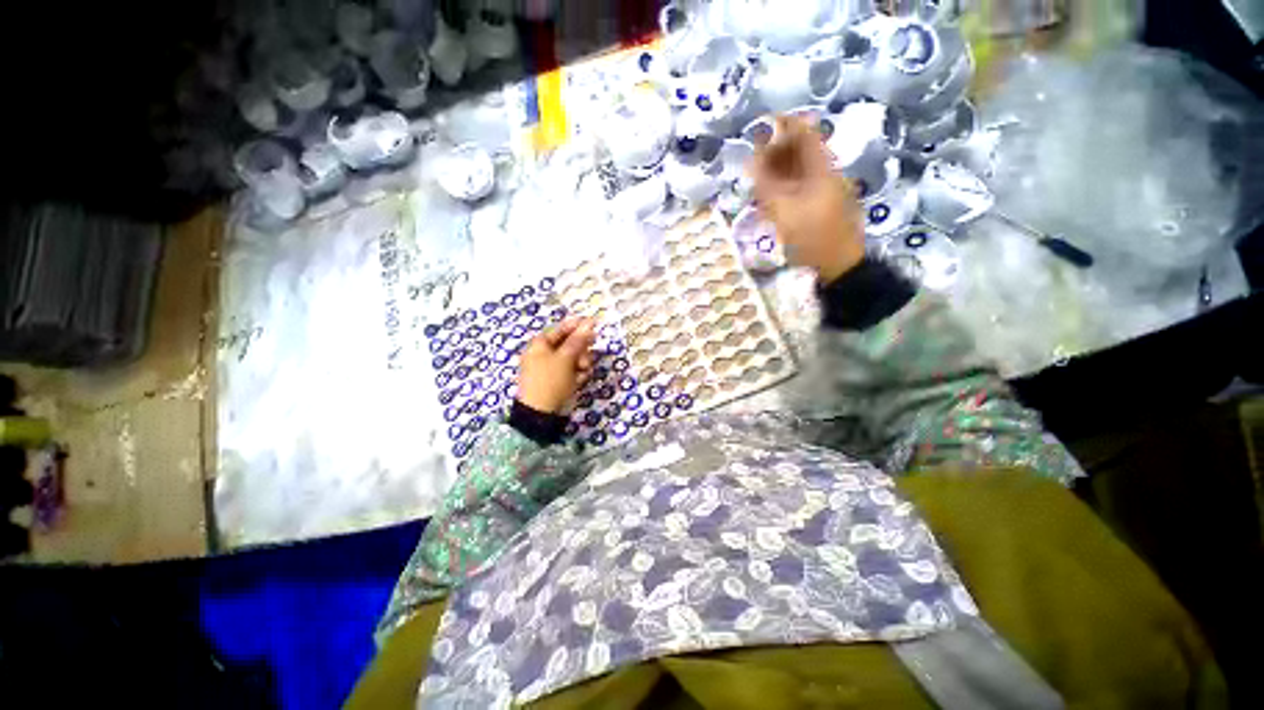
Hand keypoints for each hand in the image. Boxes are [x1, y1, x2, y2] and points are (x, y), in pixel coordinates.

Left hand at [517, 317, 596, 413]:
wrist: (540, 413)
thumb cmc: (551, 380)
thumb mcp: (565, 358)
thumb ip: (578, 340)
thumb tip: (589, 322)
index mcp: (540, 344)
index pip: (561, 329)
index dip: (577, 326)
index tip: (593, 324)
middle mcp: (544, 354)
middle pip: (569, 344)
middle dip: (581, 349)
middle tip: (591, 350)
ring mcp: (551, 369)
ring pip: (573, 359)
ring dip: (582, 363)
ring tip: (584, 371)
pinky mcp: (557, 381)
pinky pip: (572, 372)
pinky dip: (577, 375)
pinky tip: (580, 381)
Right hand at [748, 116, 865, 282]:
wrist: (839, 264)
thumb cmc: (811, 236)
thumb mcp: (783, 210)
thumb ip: (765, 183)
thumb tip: (751, 159)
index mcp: (822, 168)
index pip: (805, 132)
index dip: (783, 124)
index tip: (760, 126)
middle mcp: (827, 172)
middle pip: (802, 149)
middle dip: (777, 148)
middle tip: (752, 157)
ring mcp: (827, 189)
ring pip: (801, 168)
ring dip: (779, 167)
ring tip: (757, 175)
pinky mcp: (824, 204)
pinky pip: (802, 185)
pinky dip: (785, 184)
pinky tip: (771, 194)